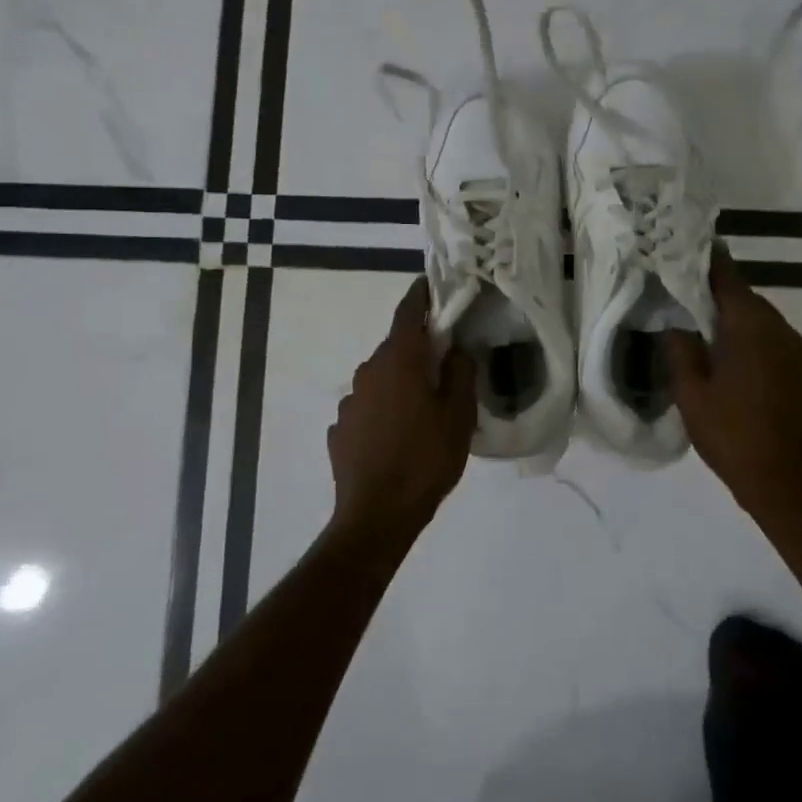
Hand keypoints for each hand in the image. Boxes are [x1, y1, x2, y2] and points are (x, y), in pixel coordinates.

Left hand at [328, 277, 476, 535]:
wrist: (377, 514)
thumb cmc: (426, 459)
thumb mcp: (459, 416)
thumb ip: (461, 372)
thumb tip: (456, 348)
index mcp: (400, 360)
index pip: (409, 311)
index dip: (422, 295)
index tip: (433, 286)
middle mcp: (369, 370)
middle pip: (396, 346)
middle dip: (419, 349)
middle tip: (446, 365)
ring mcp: (350, 400)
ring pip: (381, 378)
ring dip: (402, 382)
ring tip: (424, 410)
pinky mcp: (340, 428)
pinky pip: (368, 406)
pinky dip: (385, 409)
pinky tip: (398, 436)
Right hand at [665, 247, 801, 514]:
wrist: (791, 486)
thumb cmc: (735, 436)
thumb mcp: (692, 394)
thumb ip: (681, 350)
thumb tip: (677, 325)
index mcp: (751, 325)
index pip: (726, 274)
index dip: (703, 257)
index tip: (678, 245)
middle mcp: (778, 328)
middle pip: (741, 294)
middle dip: (709, 288)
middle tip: (673, 284)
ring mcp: (792, 351)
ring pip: (753, 318)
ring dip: (725, 315)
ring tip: (689, 318)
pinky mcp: (796, 372)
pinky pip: (764, 339)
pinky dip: (740, 335)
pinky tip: (717, 352)